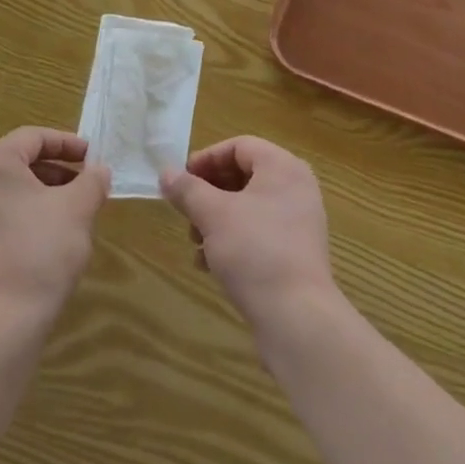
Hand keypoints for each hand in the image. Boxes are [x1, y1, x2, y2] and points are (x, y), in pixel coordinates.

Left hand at [0, 128, 109, 328]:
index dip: (67, 143)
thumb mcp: (79, 208)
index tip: (92, 158)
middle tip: (85, 187)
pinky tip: (45, 242)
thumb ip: (92, 181)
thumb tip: (98, 171)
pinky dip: (23, 219)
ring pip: (8, 193)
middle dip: (56, 171)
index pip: (33, 137)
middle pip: (18, 163)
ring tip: (70, 215)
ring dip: (41, 196)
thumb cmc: (41, 251)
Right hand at [160, 136, 336, 329]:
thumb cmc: (255, 251)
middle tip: (185, 212)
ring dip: (216, 220)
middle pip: (243, 176)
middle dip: (208, 193)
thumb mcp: (213, 215)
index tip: (181, 180)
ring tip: (195, 242)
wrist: (297, 317)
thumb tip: (166, 173)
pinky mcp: (295, 253)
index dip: (207, 159)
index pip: (240, 146)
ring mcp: (298, 222)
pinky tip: (209, 264)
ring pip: (248, 207)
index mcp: (283, 167)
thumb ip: (188, 190)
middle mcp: (296, 188)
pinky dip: (232, 240)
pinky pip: (258, 233)